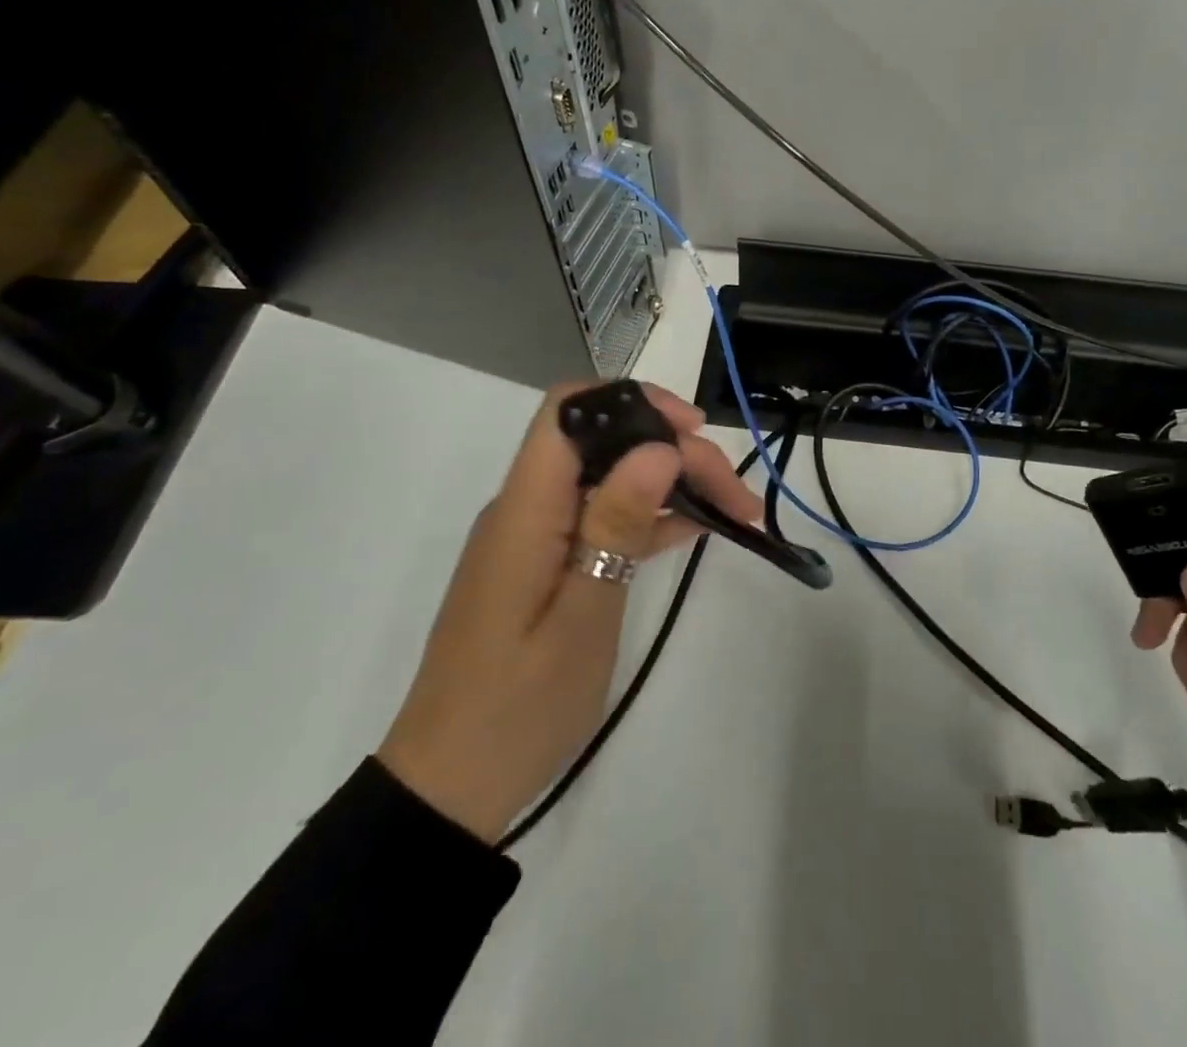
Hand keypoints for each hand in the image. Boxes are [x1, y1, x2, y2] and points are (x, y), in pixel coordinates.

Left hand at [377, 383, 760, 844]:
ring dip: (671, 485)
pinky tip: (695, 528)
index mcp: (525, 509)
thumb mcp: (581, 617)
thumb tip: (656, 448)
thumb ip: (615, 525)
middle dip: (675, 452)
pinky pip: (601, 519)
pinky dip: (649, 518)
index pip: (569, 412)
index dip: (633, 401)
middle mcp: (527, 507)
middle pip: (604, 445)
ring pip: (610, 479)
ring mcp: (536, 536)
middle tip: (737, 495)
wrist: (449, 785)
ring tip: (735, 511)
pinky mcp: (546, 564)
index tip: (692, 428)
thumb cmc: (518, 706)